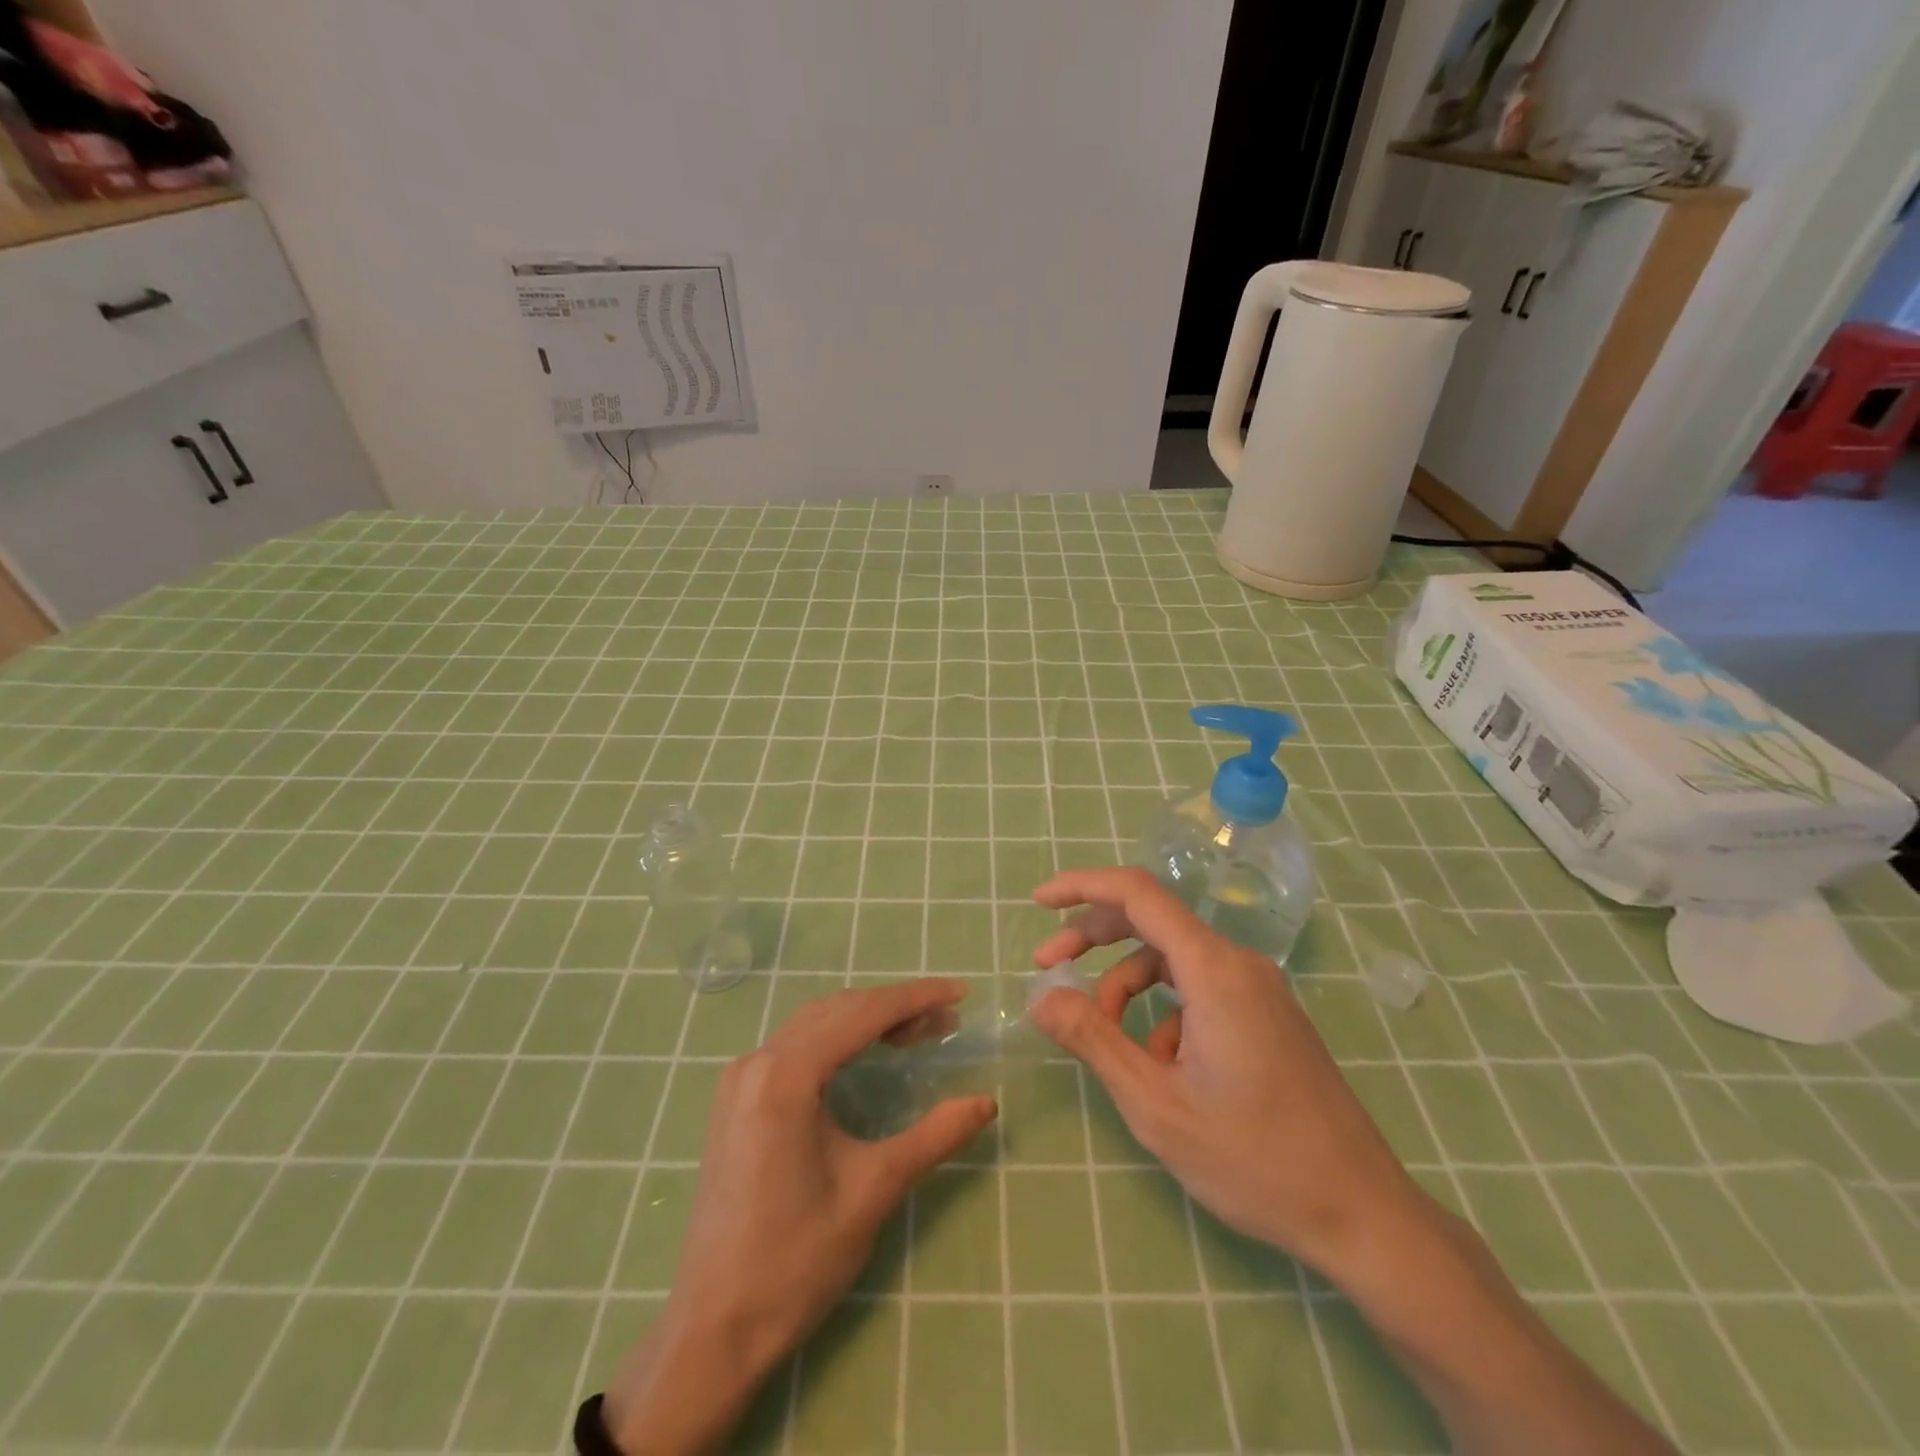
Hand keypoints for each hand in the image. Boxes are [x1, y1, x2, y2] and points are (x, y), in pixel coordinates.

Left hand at [603, 979, 996, 1453]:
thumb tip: (987, 1102)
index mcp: (786, 1075)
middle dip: (895, 1008)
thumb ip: (935, 1137)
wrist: (714, 1327)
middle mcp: (758, 1062)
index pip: (863, 1014)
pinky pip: (794, 1046)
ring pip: (815, 1023)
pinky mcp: (736, 1099)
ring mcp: (740, 1079)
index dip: (916, 998)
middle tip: (946, 1020)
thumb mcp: (874, 1191)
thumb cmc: (796, 1260)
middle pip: (838, 1010)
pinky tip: (864, 1054)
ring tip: (916, 1034)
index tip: (960, 991)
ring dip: (866, 1020)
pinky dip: (837, 1038)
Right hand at [1027, 867, 1428, 1279]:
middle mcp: (1238, 964)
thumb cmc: (1254, 1160)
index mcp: (1214, 970)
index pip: (1138, 894)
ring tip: (1109, 1044)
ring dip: (1126, 987)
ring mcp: (1258, 989)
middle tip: (1046, 966)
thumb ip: (1093, 1039)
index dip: (1081, 886)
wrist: (1362, 1215)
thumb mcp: (1155, 1104)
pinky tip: (1161, 1067)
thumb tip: (1042, 996)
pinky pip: (1198, 990)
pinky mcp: (1266, 1015)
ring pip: (1172, 960)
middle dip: (1093, 938)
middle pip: (1151, 921)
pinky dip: (1162, 1012)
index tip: (1037, 902)